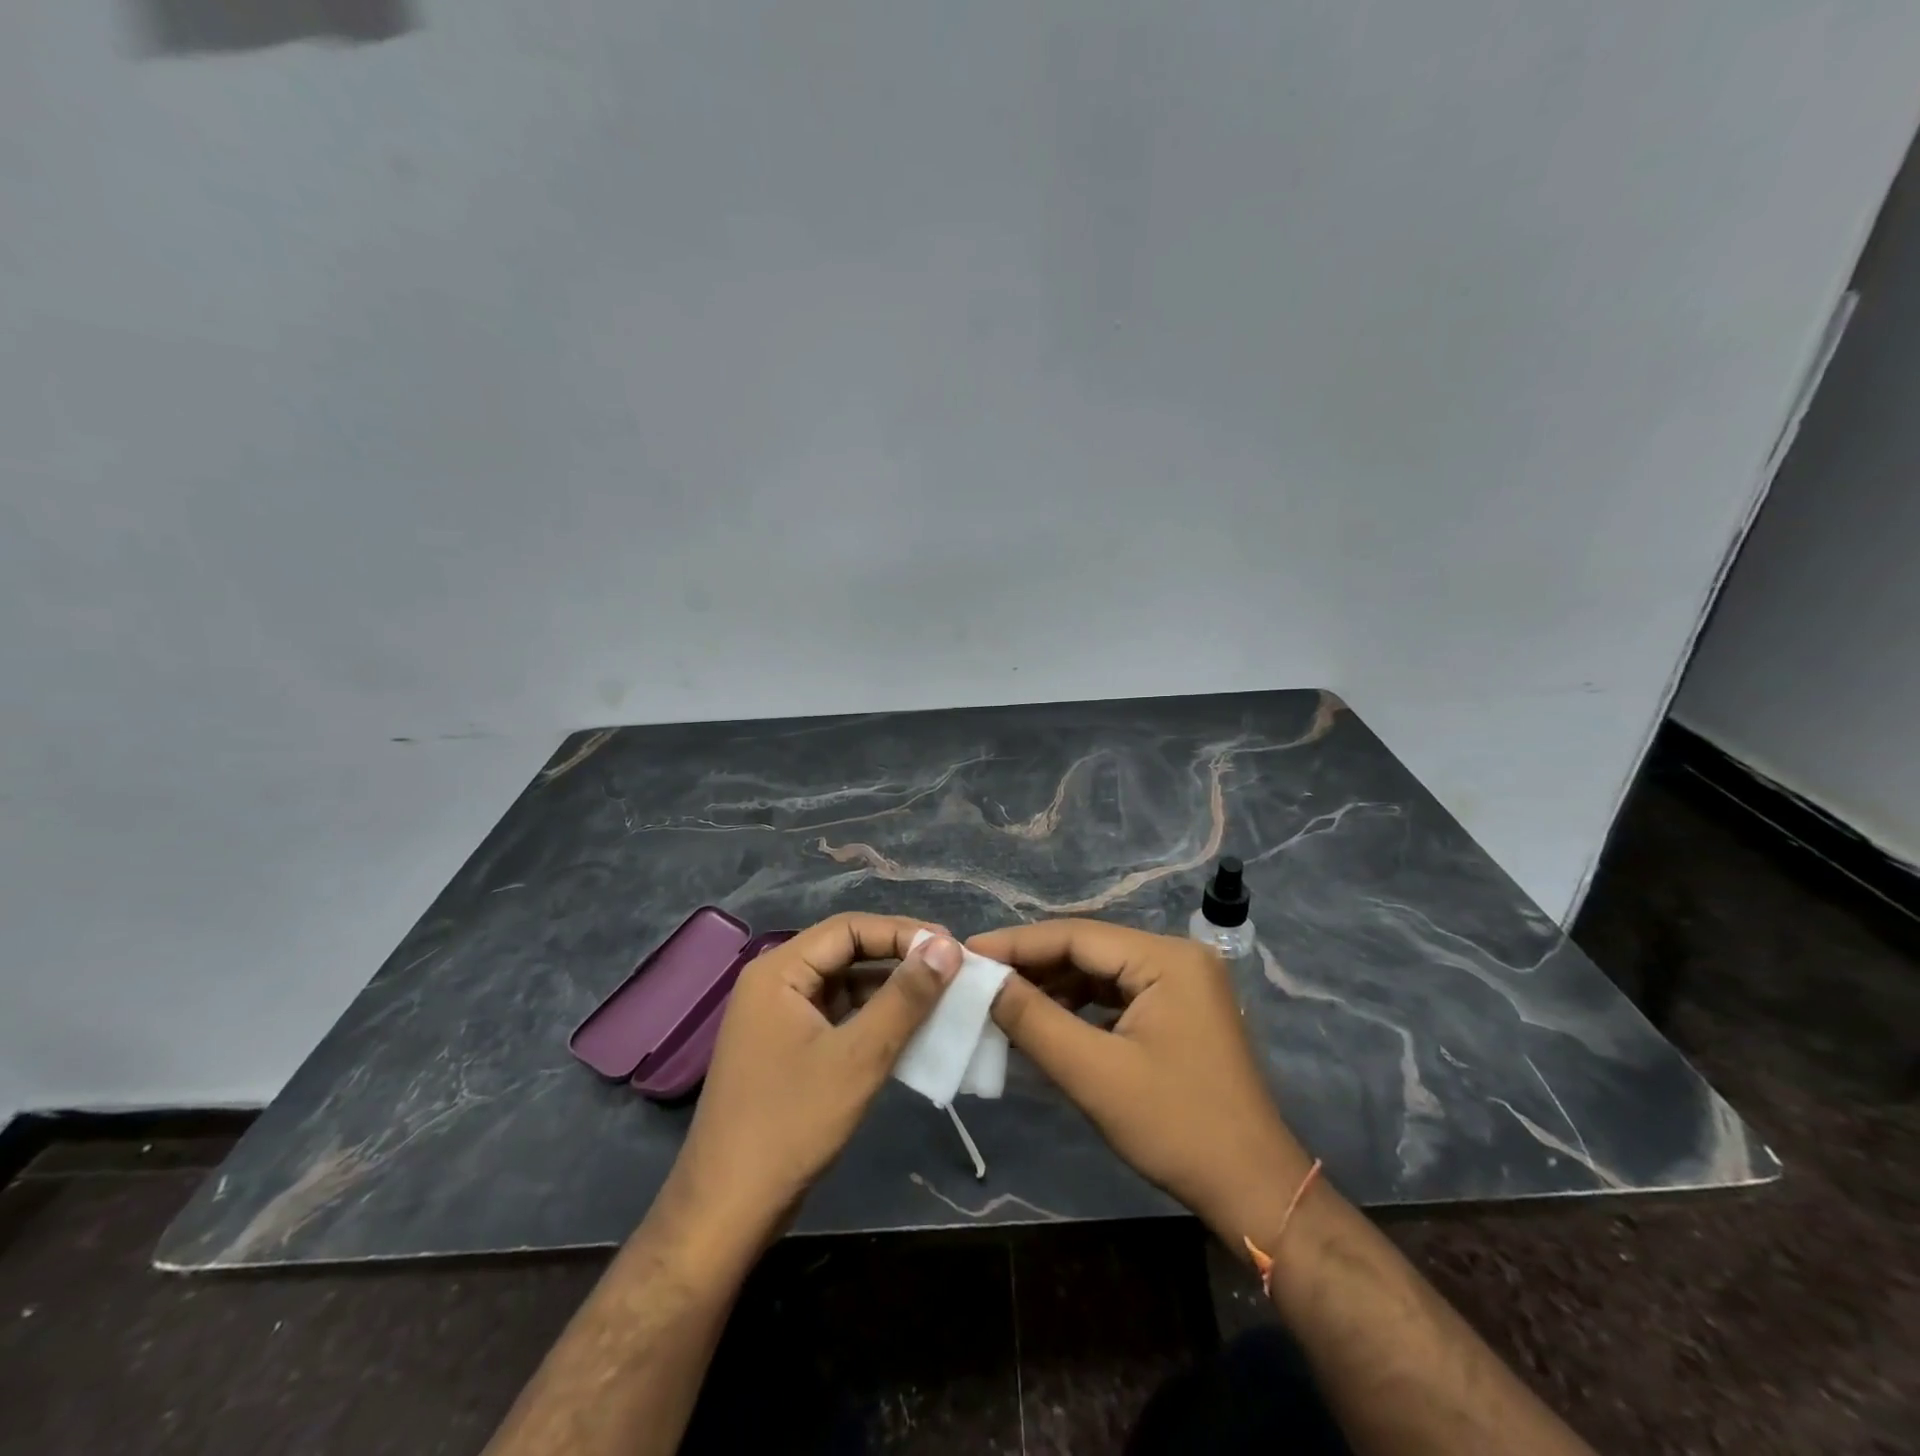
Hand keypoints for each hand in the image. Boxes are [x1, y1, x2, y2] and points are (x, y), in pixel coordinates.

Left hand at [654, 913, 962, 1261]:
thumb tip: (947, 947)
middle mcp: (775, 982)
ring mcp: (778, 1017)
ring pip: (844, 984)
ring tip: (940, 996)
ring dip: (889, 988)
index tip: (951, 947)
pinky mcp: (786, 1047)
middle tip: (951, 970)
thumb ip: (904, 998)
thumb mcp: (858, 1058)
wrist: (727, 1211)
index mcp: (779, 971)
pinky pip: (837, 1014)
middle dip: (899, 958)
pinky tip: (908, 1029)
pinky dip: (872, 1017)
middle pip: (846, 951)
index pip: (849, 928)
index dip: (902, 932)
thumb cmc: (791, 1125)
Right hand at [970, 919, 1312, 1245]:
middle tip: (979, 979)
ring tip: (1004, 1003)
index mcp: (1166, 958)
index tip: (967, 953)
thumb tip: (984, 981)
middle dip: (1033, 966)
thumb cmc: (1177, 1127)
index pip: (1076, 935)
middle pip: (1089, 949)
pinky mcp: (1180, 1012)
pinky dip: (1080, 1008)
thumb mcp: (1094, 1073)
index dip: (1017, 943)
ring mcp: (1183, 984)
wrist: (1254, 1191)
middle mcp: (1177, 957)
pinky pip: (1118, 996)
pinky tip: (1047, 1024)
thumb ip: (1033, 1020)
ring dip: (1054, 988)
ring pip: (1101, 973)